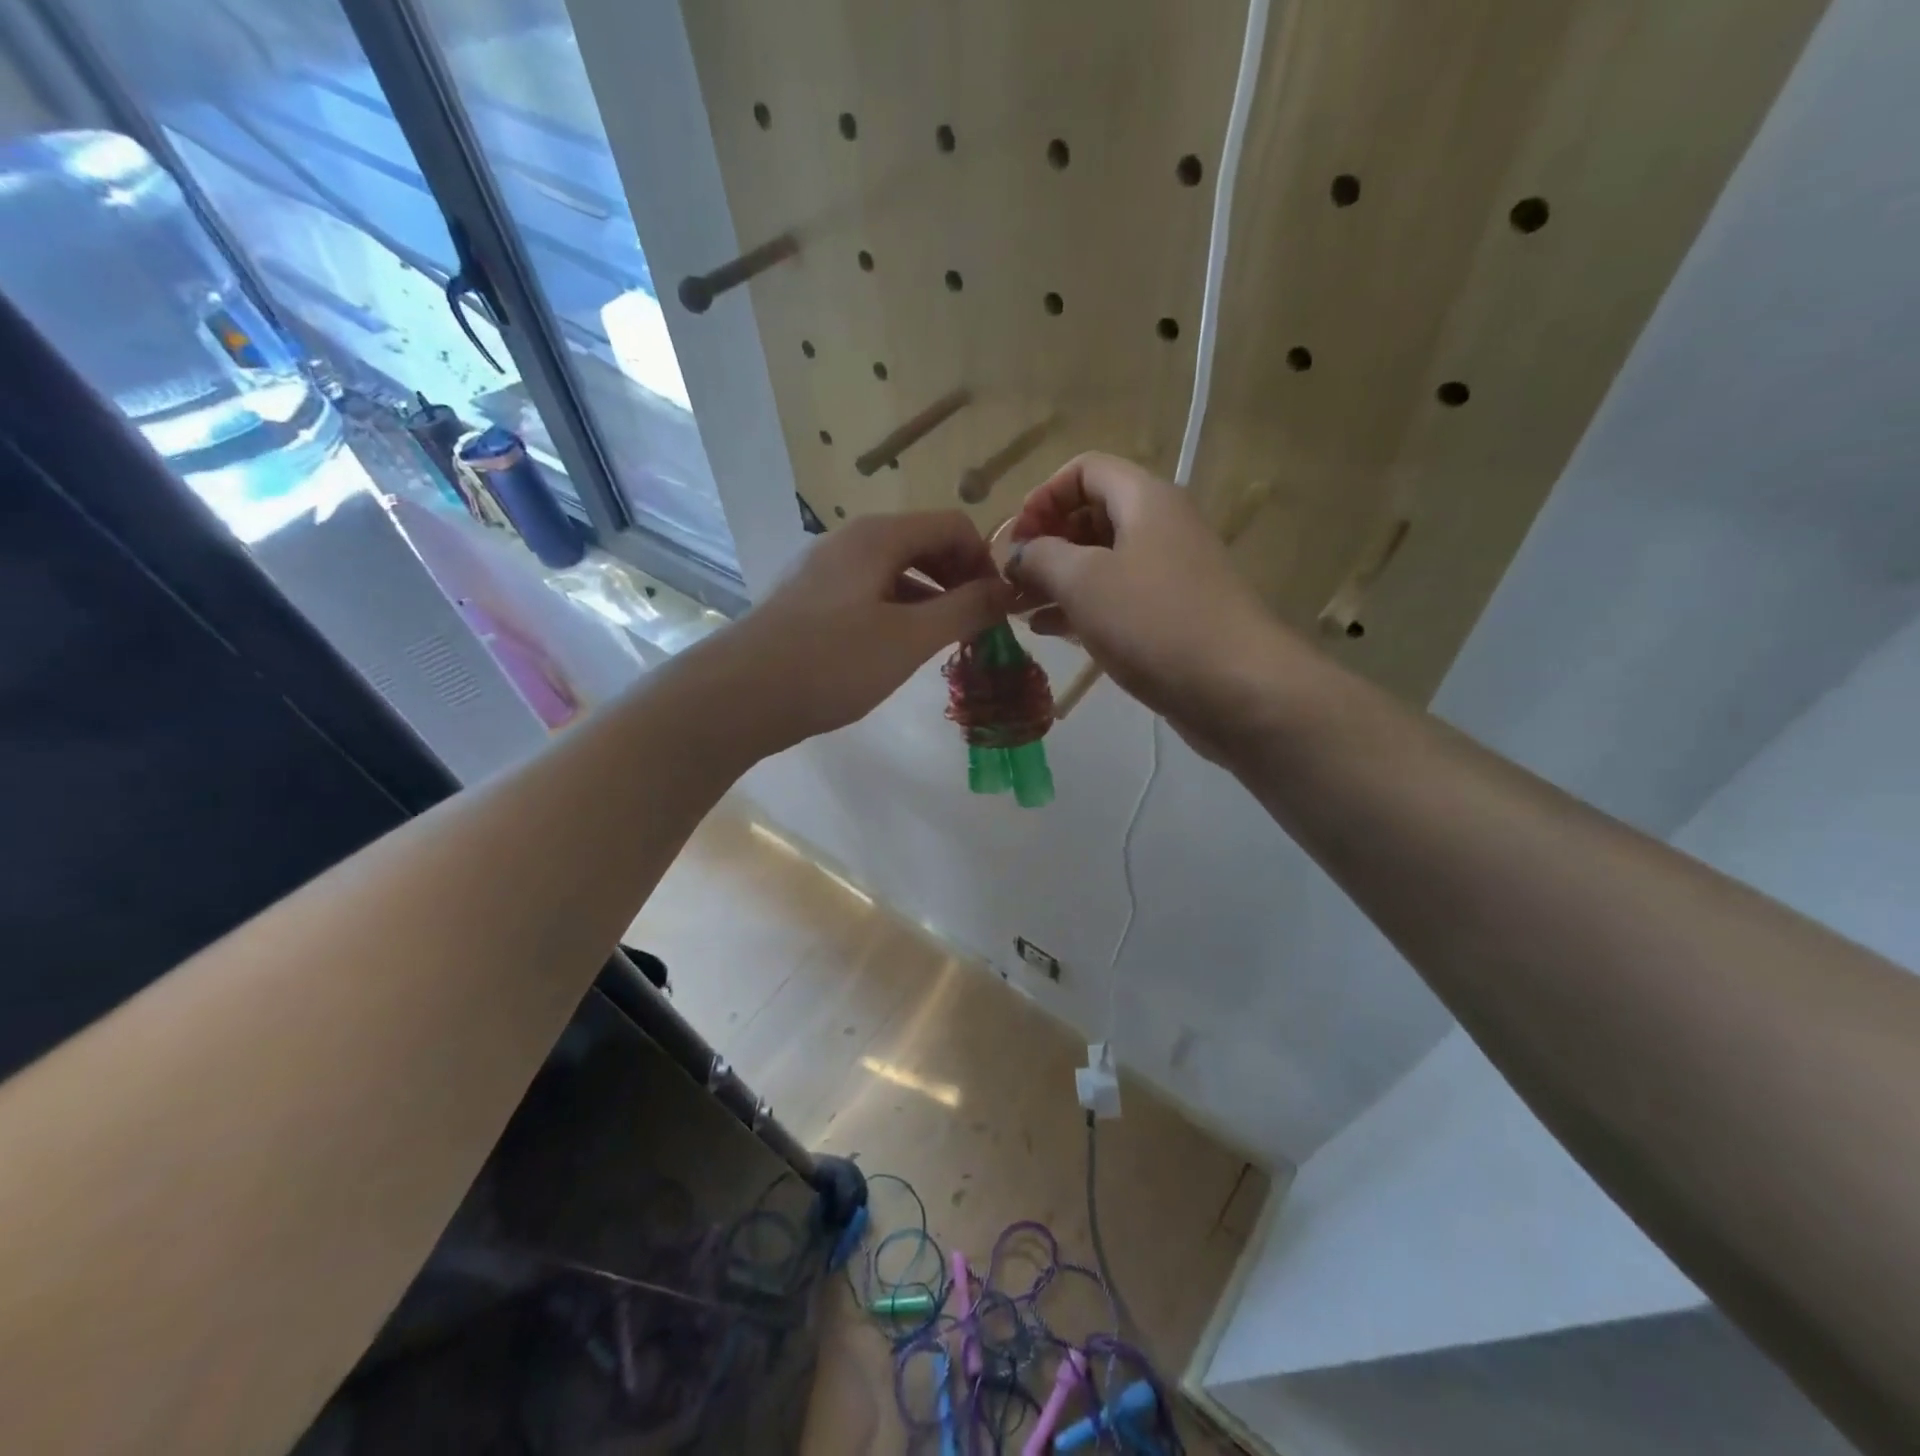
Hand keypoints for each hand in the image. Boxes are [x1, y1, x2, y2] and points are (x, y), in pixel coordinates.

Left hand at [731, 510, 1017, 746]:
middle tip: (977, 627)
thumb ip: (965, 610)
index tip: (999, 608)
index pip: (953, 525)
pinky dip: (897, 612)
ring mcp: (823, 570)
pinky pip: (868, 593)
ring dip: (930, 599)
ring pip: (894, 572)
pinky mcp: (808, 601)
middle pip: (923, 544)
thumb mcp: (909, 638)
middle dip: (959, 580)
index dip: (985, 562)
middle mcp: (850, 541)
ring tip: (945, 643)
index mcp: (878, 536)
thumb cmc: (831, 662)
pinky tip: (899, 649)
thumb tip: (1007, 590)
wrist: (737, 696)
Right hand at [1005, 453, 1282, 749]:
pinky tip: (1048, 631)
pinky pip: (1116, 599)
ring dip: (1057, 580)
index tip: (1015, 539)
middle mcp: (1159, 527)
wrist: (1236, 688)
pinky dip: (1081, 608)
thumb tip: (1019, 554)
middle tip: (1010, 581)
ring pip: (1101, 562)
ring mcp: (1167, 574)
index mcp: (1144, 499)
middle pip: (1091, 516)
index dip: (1042, 496)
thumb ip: (1041, 557)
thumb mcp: (1084, 581)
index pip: (1084, 470)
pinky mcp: (1169, 616)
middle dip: (1045, 543)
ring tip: (1019, 609)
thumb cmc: (1154, 621)